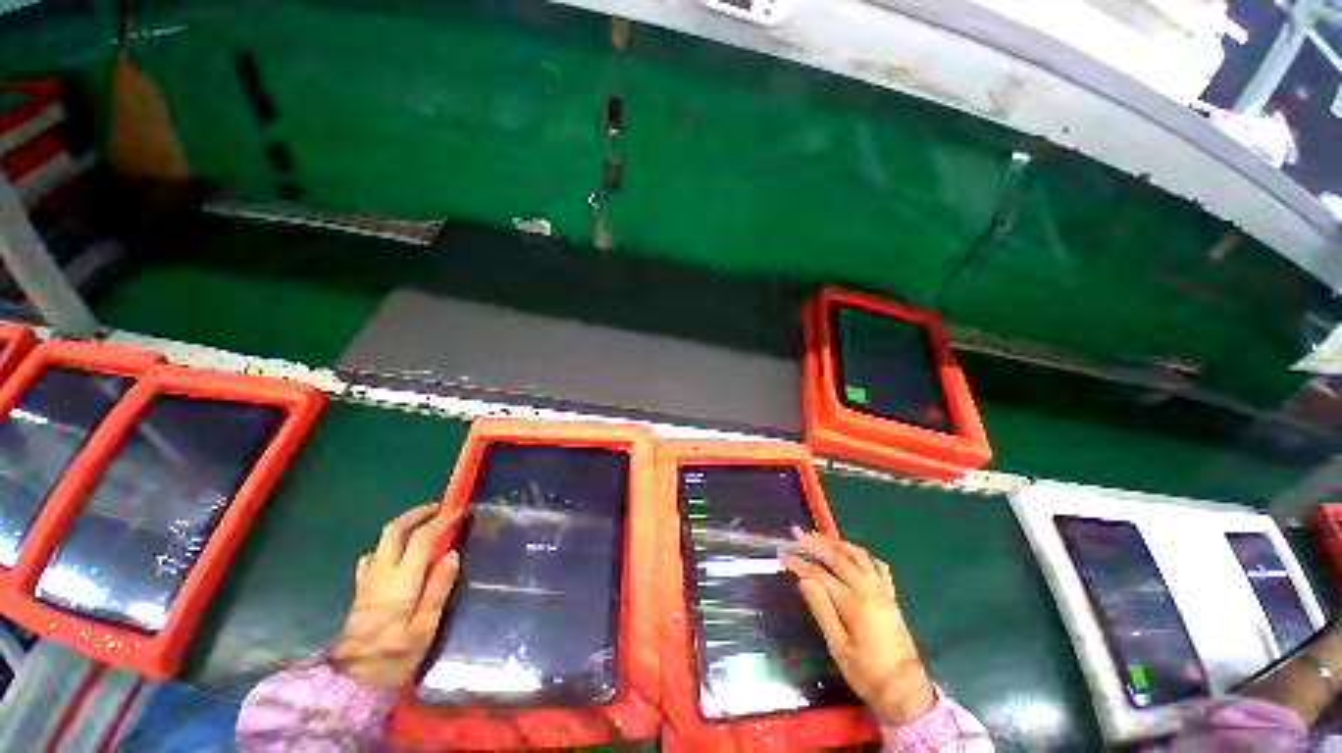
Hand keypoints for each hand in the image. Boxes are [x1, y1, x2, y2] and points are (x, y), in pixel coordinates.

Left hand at [329, 503, 461, 689]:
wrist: (350, 685)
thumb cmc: (393, 657)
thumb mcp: (424, 628)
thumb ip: (438, 589)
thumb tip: (452, 554)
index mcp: (401, 580)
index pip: (421, 538)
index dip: (441, 520)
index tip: (459, 511)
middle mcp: (381, 574)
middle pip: (393, 531)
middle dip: (416, 514)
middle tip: (438, 509)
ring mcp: (366, 582)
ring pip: (380, 542)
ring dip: (401, 528)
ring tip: (420, 528)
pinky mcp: (360, 592)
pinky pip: (371, 558)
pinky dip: (386, 547)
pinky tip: (395, 557)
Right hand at [779, 527, 935, 726]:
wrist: (906, 692)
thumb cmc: (867, 674)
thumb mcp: (838, 648)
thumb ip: (822, 611)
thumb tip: (804, 581)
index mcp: (854, 604)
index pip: (819, 575)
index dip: (799, 563)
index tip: (782, 553)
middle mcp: (869, 590)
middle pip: (838, 558)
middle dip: (815, 543)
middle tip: (796, 531)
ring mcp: (883, 591)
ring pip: (859, 556)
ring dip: (837, 543)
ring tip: (819, 537)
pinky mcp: (891, 597)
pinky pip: (879, 567)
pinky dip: (863, 555)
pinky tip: (853, 555)